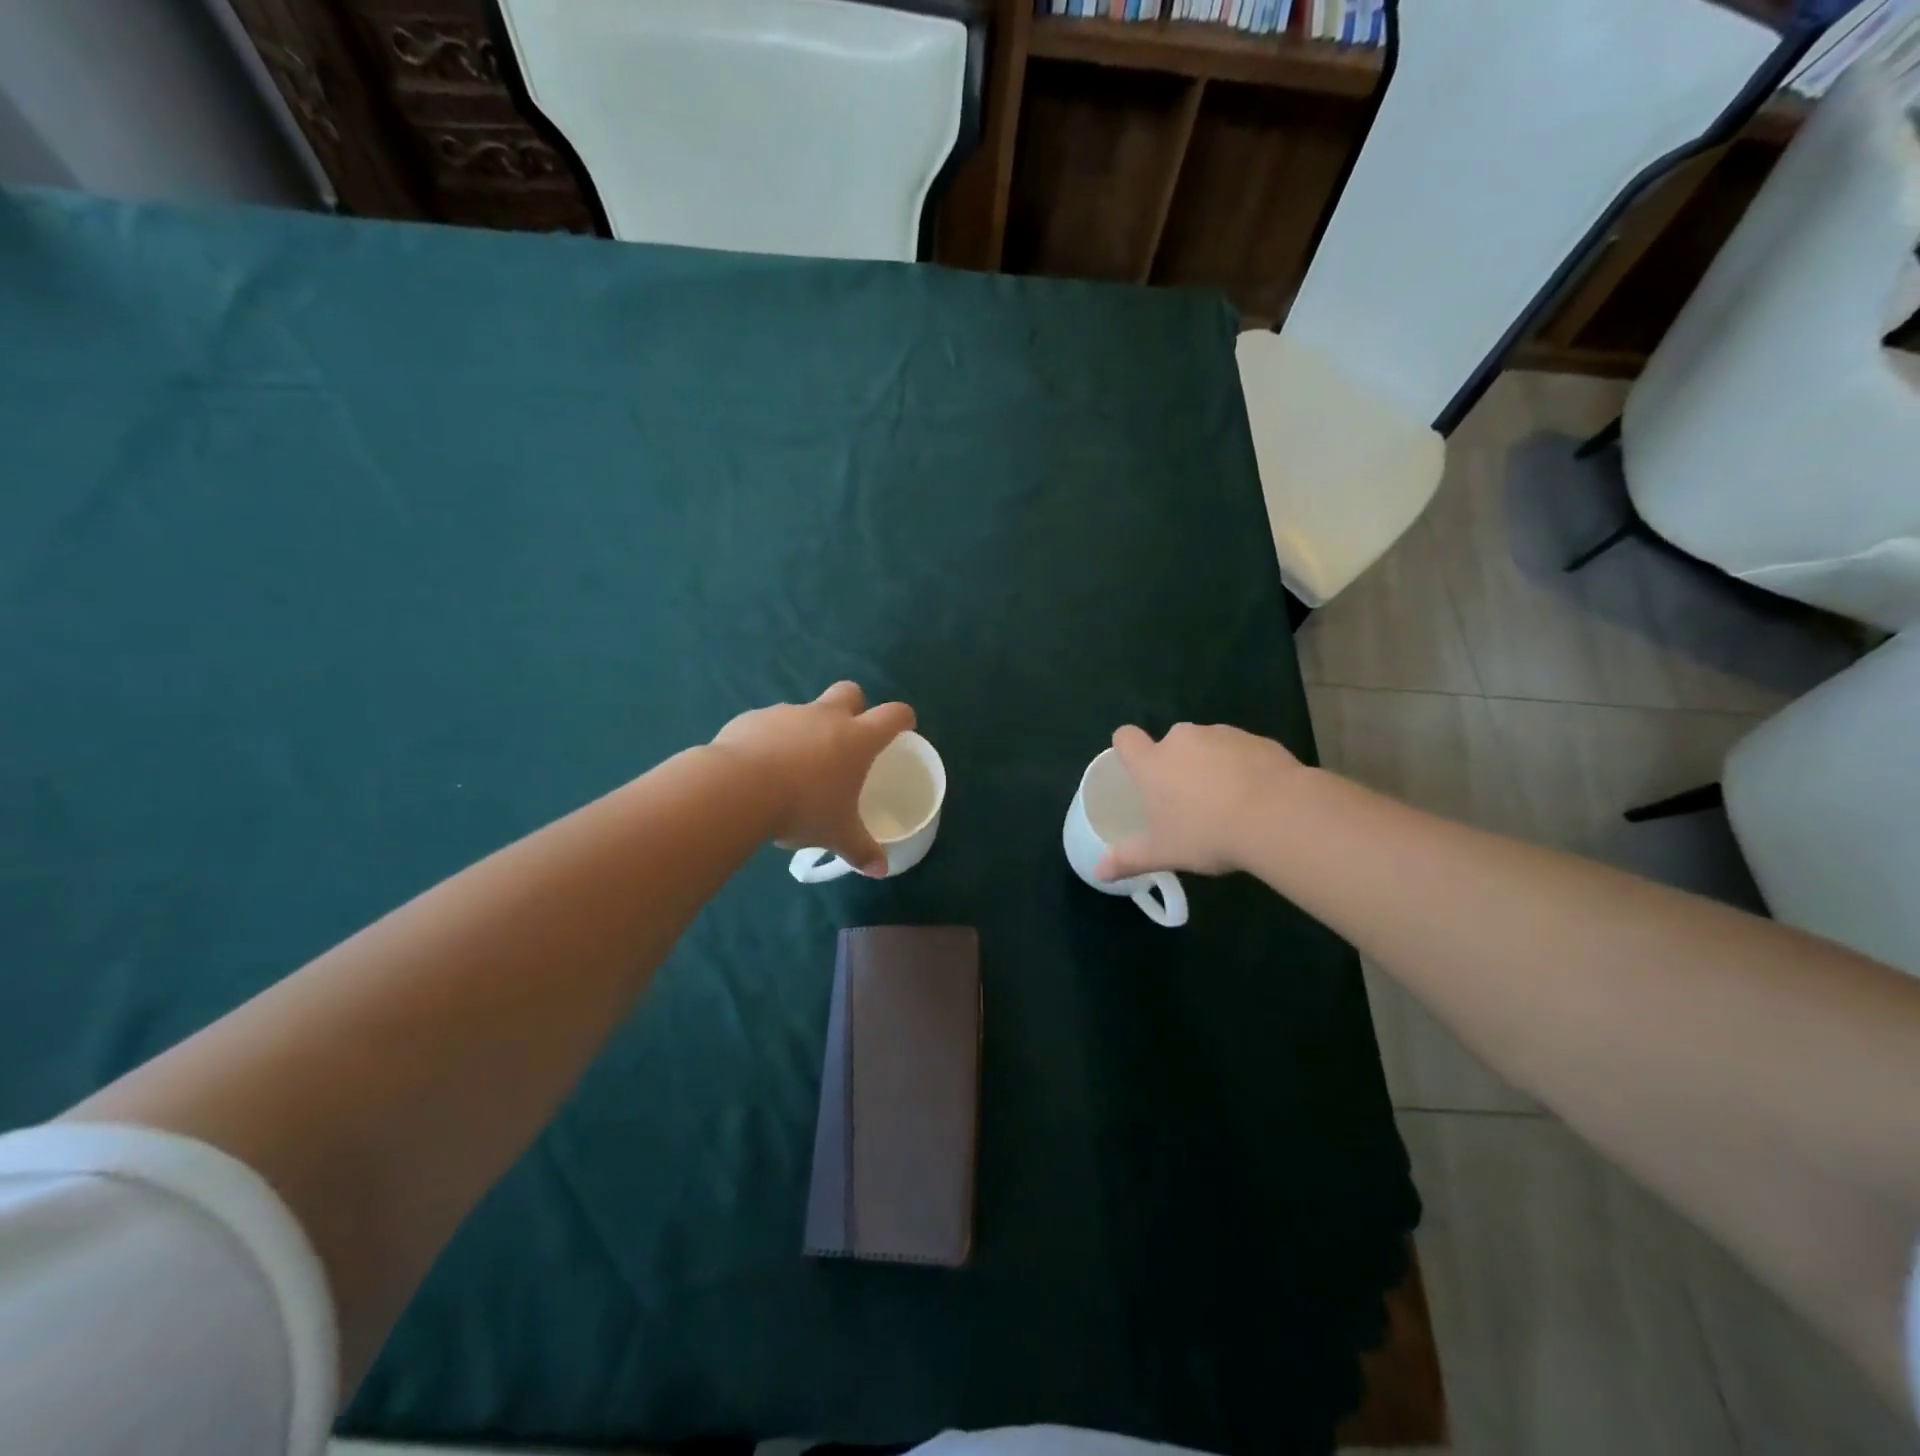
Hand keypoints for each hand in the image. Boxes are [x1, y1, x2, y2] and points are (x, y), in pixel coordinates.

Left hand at [712, 682, 914, 875]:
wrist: (738, 788)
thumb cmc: (803, 808)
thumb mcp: (837, 835)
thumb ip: (861, 850)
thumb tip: (881, 870)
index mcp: (857, 739)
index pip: (893, 715)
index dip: (902, 718)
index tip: (903, 728)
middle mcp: (825, 717)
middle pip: (850, 692)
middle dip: (854, 707)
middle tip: (847, 738)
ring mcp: (787, 713)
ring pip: (805, 711)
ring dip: (806, 730)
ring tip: (794, 767)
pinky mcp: (753, 718)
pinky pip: (768, 724)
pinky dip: (770, 740)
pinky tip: (759, 769)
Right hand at [1096, 722, 1301, 879]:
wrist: (1277, 816)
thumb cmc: (1207, 833)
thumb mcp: (1163, 853)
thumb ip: (1128, 859)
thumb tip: (1098, 873)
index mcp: (1153, 762)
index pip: (1126, 738)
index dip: (1127, 748)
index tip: (1136, 767)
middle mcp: (1183, 739)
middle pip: (1171, 743)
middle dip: (1177, 764)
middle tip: (1189, 800)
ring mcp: (1223, 735)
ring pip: (1208, 745)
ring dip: (1212, 765)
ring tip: (1228, 802)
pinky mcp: (1258, 740)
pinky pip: (1242, 750)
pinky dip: (1244, 767)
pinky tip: (1257, 797)